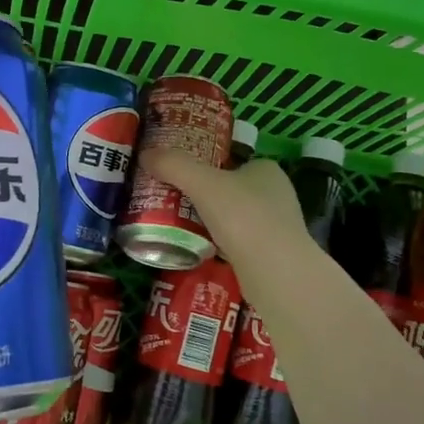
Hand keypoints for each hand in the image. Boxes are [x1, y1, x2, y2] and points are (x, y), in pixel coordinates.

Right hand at [137, 147, 308, 258]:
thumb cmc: (242, 215)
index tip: (184, 177)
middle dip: (208, 197)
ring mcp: (277, 227)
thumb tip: (145, 154)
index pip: (235, 162)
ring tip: (182, 226)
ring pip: (237, 219)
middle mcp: (277, 195)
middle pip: (234, 190)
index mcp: (267, 170)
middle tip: (176, 202)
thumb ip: (174, 165)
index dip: (210, 167)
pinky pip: (239, 243)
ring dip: (214, 222)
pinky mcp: (272, 255)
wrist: (274, 270)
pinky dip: (221, 245)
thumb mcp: (202, 183)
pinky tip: (201, 250)